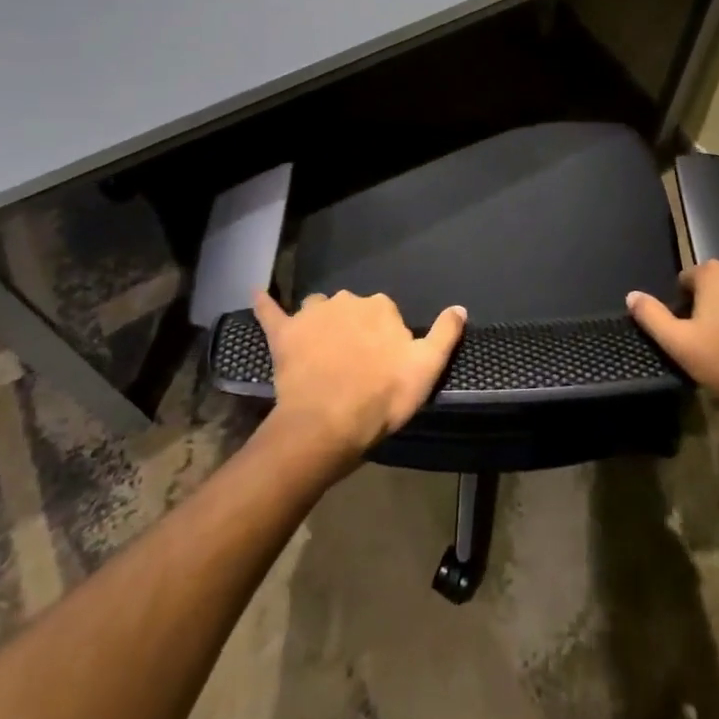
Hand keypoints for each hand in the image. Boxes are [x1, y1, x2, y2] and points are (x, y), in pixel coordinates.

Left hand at [253, 289, 465, 468]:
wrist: (328, 424)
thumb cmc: (383, 397)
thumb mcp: (427, 369)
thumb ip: (445, 334)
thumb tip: (460, 307)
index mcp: (380, 307)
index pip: (385, 314)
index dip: (385, 338)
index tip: (384, 363)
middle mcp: (346, 300)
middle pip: (352, 309)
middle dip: (354, 328)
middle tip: (355, 364)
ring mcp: (311, 315)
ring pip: (317, 309)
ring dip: (320, 321)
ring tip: (321, 349)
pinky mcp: (284, 334)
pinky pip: (271, 312)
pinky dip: (266, 304)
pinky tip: (258, 294)